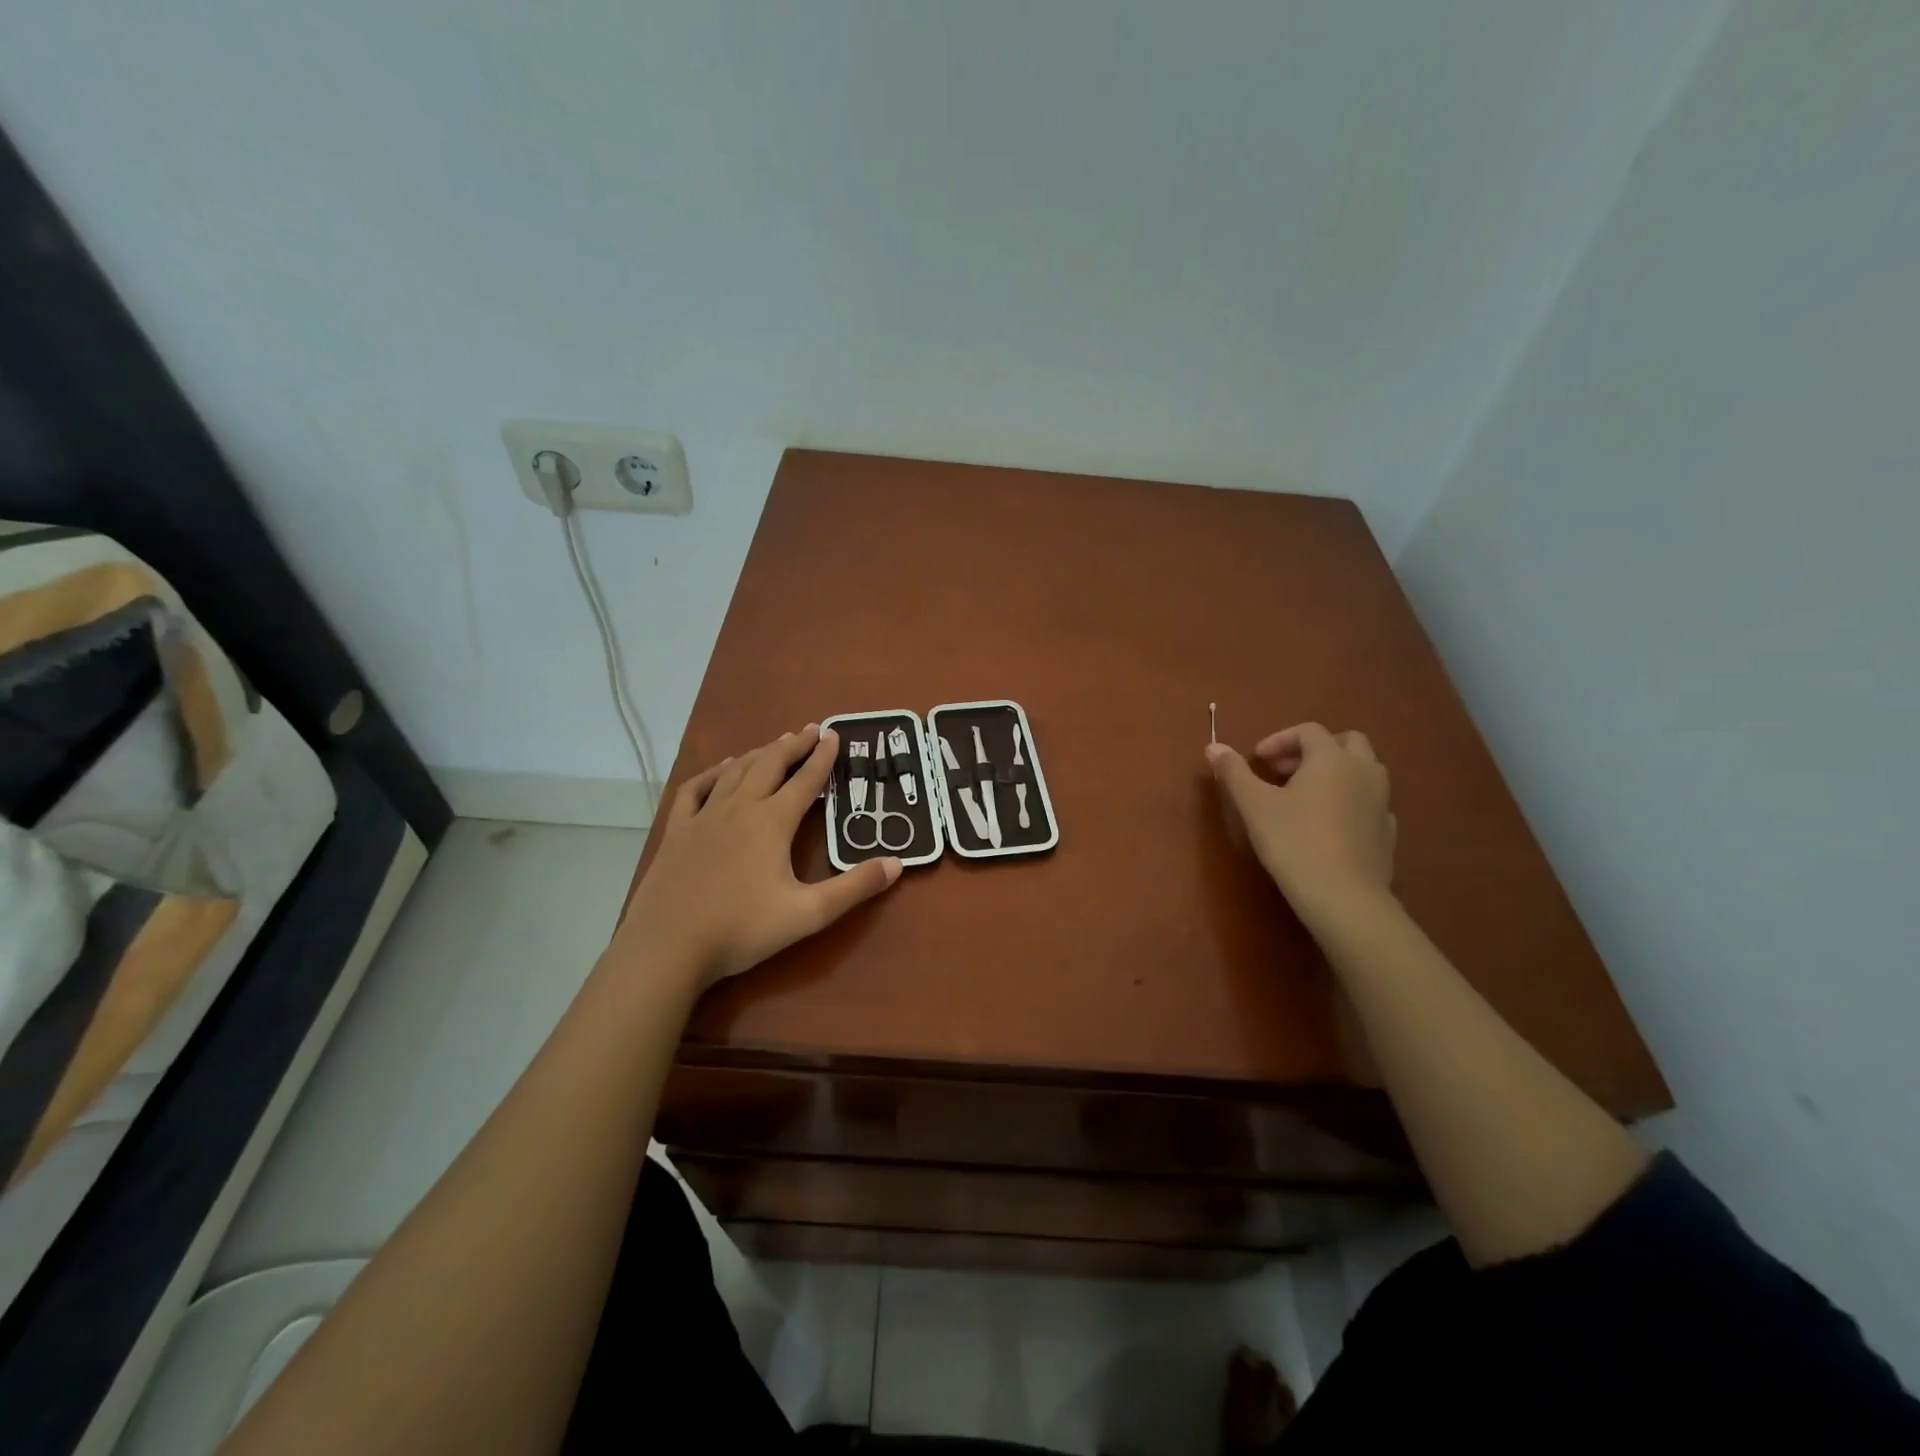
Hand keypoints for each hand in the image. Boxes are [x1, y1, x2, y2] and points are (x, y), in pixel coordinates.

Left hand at [616, 725, 901, 990]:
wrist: (668, 947)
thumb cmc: (742, 930)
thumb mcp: (808, 914)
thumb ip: (854, 888)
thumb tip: (897, 863)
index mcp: (772, 822)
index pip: (805, 781)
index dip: (822, 757)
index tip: (834, 735)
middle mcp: (740, 808)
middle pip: (770, 765)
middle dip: (793, 745)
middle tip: (810, 730)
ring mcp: (704, 817)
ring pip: (736, 772)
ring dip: (759, 754)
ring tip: (775, 744)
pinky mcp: (678, 831)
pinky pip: (696, 789)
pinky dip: (713, 773)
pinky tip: (722, 769)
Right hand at [1206, 723, 1395, 927]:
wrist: (1344, 897)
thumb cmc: (1294, 842)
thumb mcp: (1254, 805)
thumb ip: (1234, 772)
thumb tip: (1214, 746)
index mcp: (1332, 759)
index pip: (1308, 731)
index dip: (1279, 740)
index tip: (1257, 760)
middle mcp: (1364, 772)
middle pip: (1346, 741)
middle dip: (1314, 749)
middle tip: (1285, 770)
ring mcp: (1381, 802)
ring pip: (1364, 770)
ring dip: (1335, 771)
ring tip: (1305, 795)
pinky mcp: (1387, 832)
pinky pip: (1369, 802)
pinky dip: (1349, 800)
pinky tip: (1328, 823)